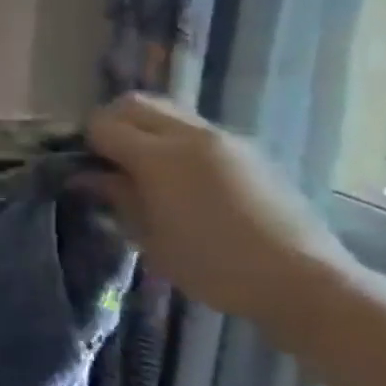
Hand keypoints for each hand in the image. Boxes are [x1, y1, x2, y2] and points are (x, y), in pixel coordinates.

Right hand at [83, 94, 353, 325]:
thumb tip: (86, 176)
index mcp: (159, 157)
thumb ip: (116, 197)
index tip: (83, 168)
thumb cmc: (212, 265)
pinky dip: (175, 141)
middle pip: (135, 103)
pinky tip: (181, 180)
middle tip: (107, 158)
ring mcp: (225, 140)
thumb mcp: (149, 237)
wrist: (302, 281)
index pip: (103, 125)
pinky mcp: (249, 152)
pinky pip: (197, 130)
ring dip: (146, 129)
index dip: (86, 143)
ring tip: (143, 168)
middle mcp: (191, 136)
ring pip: (168, 112)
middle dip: (112, 123)